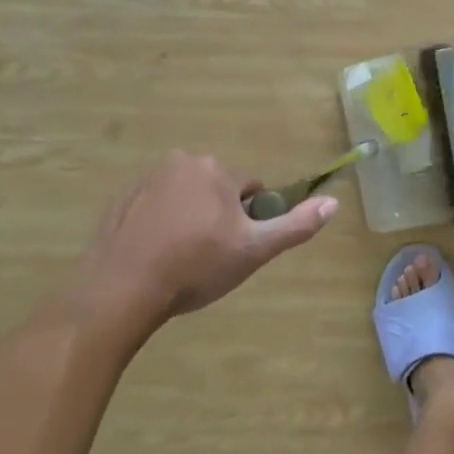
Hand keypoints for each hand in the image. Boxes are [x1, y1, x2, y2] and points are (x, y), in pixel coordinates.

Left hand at [73, 151, 335, 346]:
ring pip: (186, 194)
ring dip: (189, 216)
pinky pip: (154, 205)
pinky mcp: (120, 199)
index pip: (250, 188)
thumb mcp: (253, 251)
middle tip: (209, 255)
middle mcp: (183, 161)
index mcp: (218, 170)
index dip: (249, 219)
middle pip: (217, 187)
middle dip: (219, 214)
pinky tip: (155, 254)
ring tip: (180, 257)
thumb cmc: (194, 268)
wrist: (119, 291)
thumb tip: (334, 203)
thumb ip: (295, 225)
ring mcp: (147, 179)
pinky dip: (159, 222)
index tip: (235, 247)